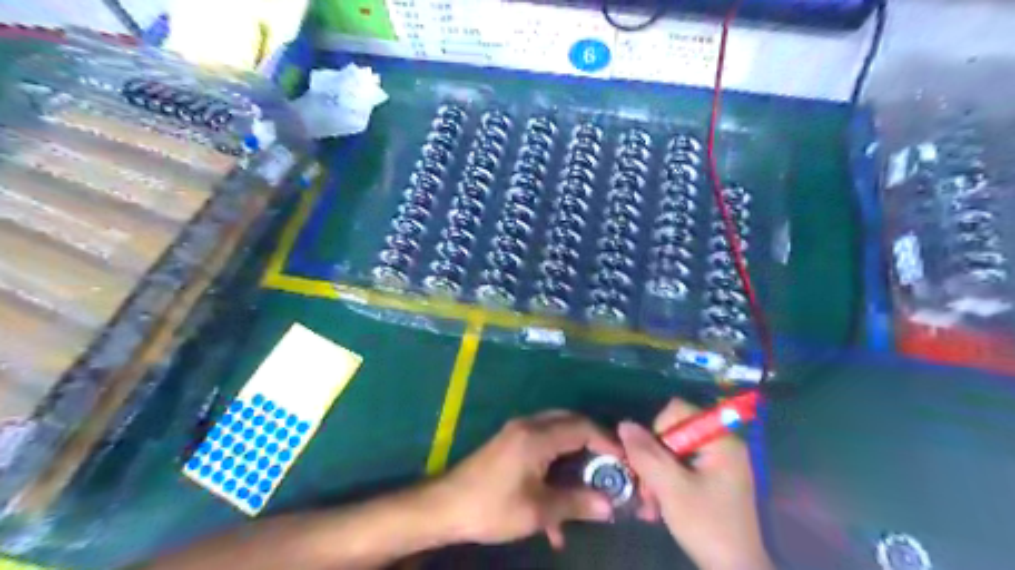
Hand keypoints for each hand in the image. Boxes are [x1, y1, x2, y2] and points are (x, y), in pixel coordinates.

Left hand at [432, 411, 622, 548]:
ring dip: (574, 459)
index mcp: (537, 436)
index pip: (582, 427)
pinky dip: (555, 468)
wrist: (445, 507)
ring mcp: (517, 433)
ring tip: (588, 490)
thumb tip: (609, 506)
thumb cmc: (492, 507)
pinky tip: (555, 510)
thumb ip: (576, 504)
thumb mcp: (537, 511)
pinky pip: (542, 448)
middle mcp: (529, 426)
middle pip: (571, 424)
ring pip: (557, 436)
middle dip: (594, 445)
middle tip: (611, 469)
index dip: (608, 442)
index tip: (626, 462)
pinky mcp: (510, 444)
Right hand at [618, 399, 769, 569]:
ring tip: (649, 503)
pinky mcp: (712, 479)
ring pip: (672, 452)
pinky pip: (680, 467)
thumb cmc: (707, 525)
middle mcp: (721, 444)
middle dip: (653, 459)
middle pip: (673, 432)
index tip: (653, 462)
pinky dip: (666, 482)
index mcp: (721, 440)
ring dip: (655, 474)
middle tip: (646, 488)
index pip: (677, 411)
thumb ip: (646, 455)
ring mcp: (718, 463)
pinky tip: (657, 505)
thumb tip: (624, 424)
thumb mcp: (672, 489)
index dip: (657, 431)